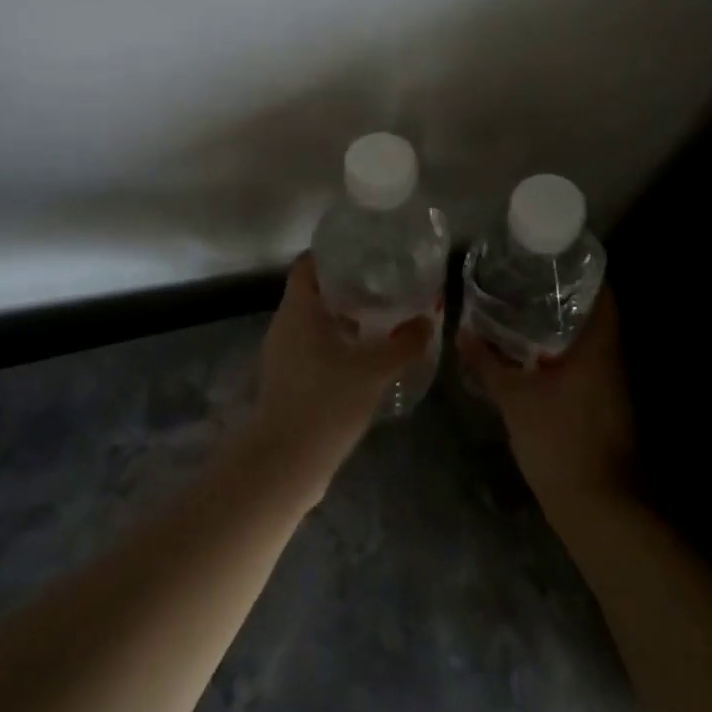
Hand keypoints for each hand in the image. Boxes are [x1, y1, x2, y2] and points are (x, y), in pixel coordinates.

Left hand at [243, 253, 435, 498]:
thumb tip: (428, 318)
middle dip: (347, 285)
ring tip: (382, 316)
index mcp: (298, 309)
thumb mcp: (375, 369)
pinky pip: (313, 347)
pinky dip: (337, 343)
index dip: (333, 252)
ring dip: (344, 317)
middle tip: (384, 282)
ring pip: (314, 322)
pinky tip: (365, 355)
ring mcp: (283, 354)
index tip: (365, 251)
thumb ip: (406, 342)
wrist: (287, 460)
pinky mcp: (288, 380)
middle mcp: (285, 325)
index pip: (309, 264)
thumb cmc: (327, 400)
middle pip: (314, 291)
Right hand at [458, 290, 636, 515]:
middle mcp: (611, 359)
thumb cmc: (560, 439)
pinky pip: (583, 365)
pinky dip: (560, 353)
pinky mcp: (602, 406)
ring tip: (521, 309)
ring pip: (588, 342)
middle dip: (563, 296)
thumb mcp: (516, 397)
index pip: (603, 293)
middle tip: (525, 280)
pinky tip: (531, 356)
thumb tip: (463, 331)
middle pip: (594, 314)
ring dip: (560, 326)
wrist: (596, 505)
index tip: (550, 258)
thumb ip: (489, 363)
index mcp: (599, 346)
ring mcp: (610, 385)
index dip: (582, 270)